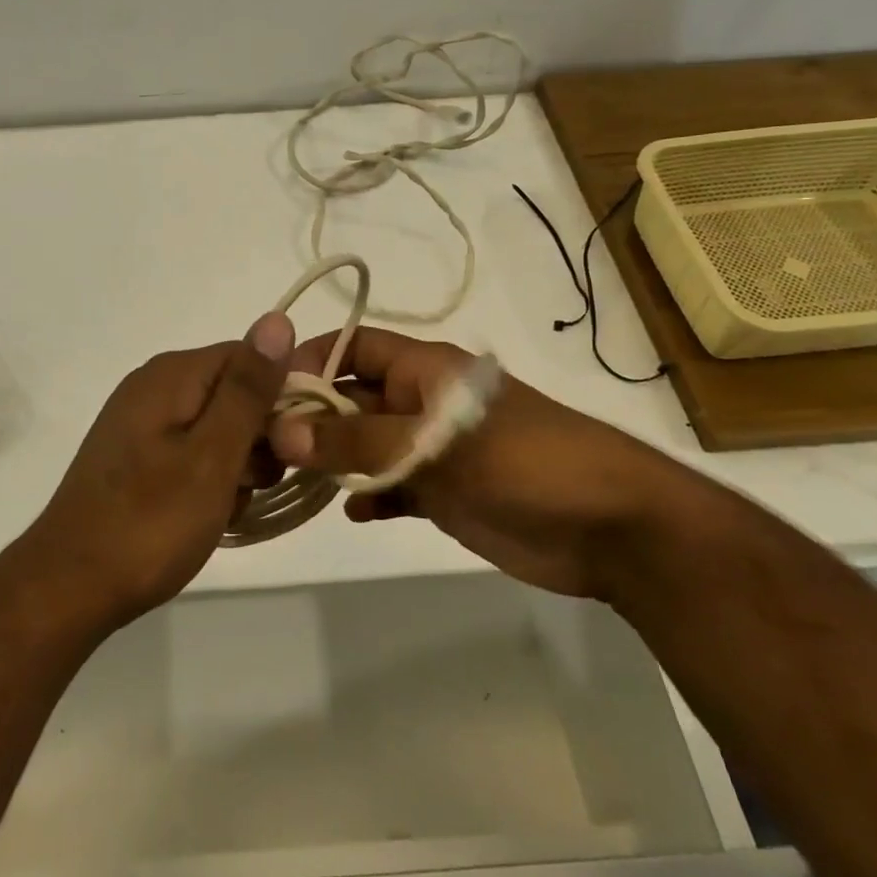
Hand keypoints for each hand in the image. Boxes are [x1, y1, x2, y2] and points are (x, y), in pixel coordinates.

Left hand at [18, 313, 294, 628]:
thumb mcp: (213, 455)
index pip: (252, 358)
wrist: (69, 587)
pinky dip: (210, 480)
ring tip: (227, 506)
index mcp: (172, 374)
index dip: (282, 397)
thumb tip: (278, 319)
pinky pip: (193, 452)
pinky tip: (208, 515)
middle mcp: (154, 386)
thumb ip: (248, 389)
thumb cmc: (150, 522)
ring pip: (218, 428)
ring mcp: (141, 423)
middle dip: (258, 437)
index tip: (293, 446)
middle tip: (254, 484)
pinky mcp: (136, 457)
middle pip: (235, 392)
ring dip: (237, 465)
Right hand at [269, 327, 699, 599]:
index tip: (264, 393)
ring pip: (366, 445)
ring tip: (292, 481)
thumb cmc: (525, 463)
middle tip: (264, 449)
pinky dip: (370, 495)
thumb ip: (358, 440)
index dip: (311, 361)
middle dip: (311, 418)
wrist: (612, 528)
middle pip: (352, 398)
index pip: (354, 347)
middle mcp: (422, 402)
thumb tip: (281, 429)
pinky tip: (353, 512)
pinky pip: (392, 487)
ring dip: (334, 459)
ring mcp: (433, 449)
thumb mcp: (436, 445)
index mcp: (425, 370)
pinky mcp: (445, 492)